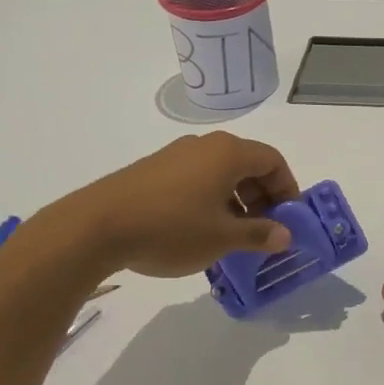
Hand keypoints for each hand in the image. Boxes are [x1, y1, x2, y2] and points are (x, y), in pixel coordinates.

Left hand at [45, 132, 300, 278]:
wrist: (95, 228)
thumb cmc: (171, 228)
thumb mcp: (222, 238)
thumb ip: (259, 234)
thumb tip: (285, 235)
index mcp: (228, 153)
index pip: (273, 161)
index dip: (287, 188)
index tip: (288, 218)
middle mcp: (204, 146)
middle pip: (248, 164)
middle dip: (263, 197)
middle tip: (265, 230)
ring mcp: (175, 156)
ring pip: (221, 173)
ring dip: (237, 201)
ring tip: (233, 235)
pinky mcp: (153, 170)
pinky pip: (196, 179)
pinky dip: (211, 200)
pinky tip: (201, 231)